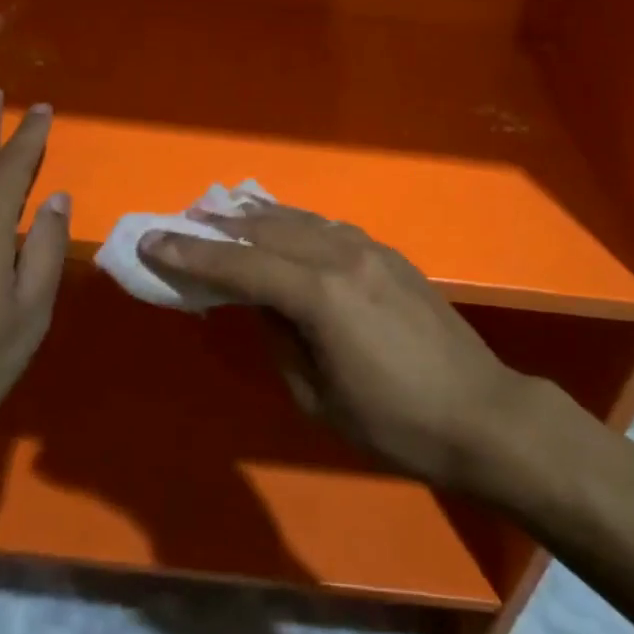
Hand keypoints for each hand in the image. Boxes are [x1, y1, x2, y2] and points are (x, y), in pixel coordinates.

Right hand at [141, 200, 532, 488]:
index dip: (193, 252)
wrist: (480, 413)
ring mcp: (370, 249)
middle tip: (183, 219)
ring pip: (301, 220)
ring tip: (224, 211)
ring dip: (259, 216)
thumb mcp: (319, 396)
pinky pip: (329, 228)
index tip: (153, 240)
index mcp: (320, 294)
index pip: (241, 263)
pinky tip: (284, 226)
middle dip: (221, 225)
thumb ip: (281, 338)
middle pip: (269, 229)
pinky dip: (296, 223)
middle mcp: (342, 255)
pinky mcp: (389, 255)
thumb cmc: (394, 422)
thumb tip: (262, 303)